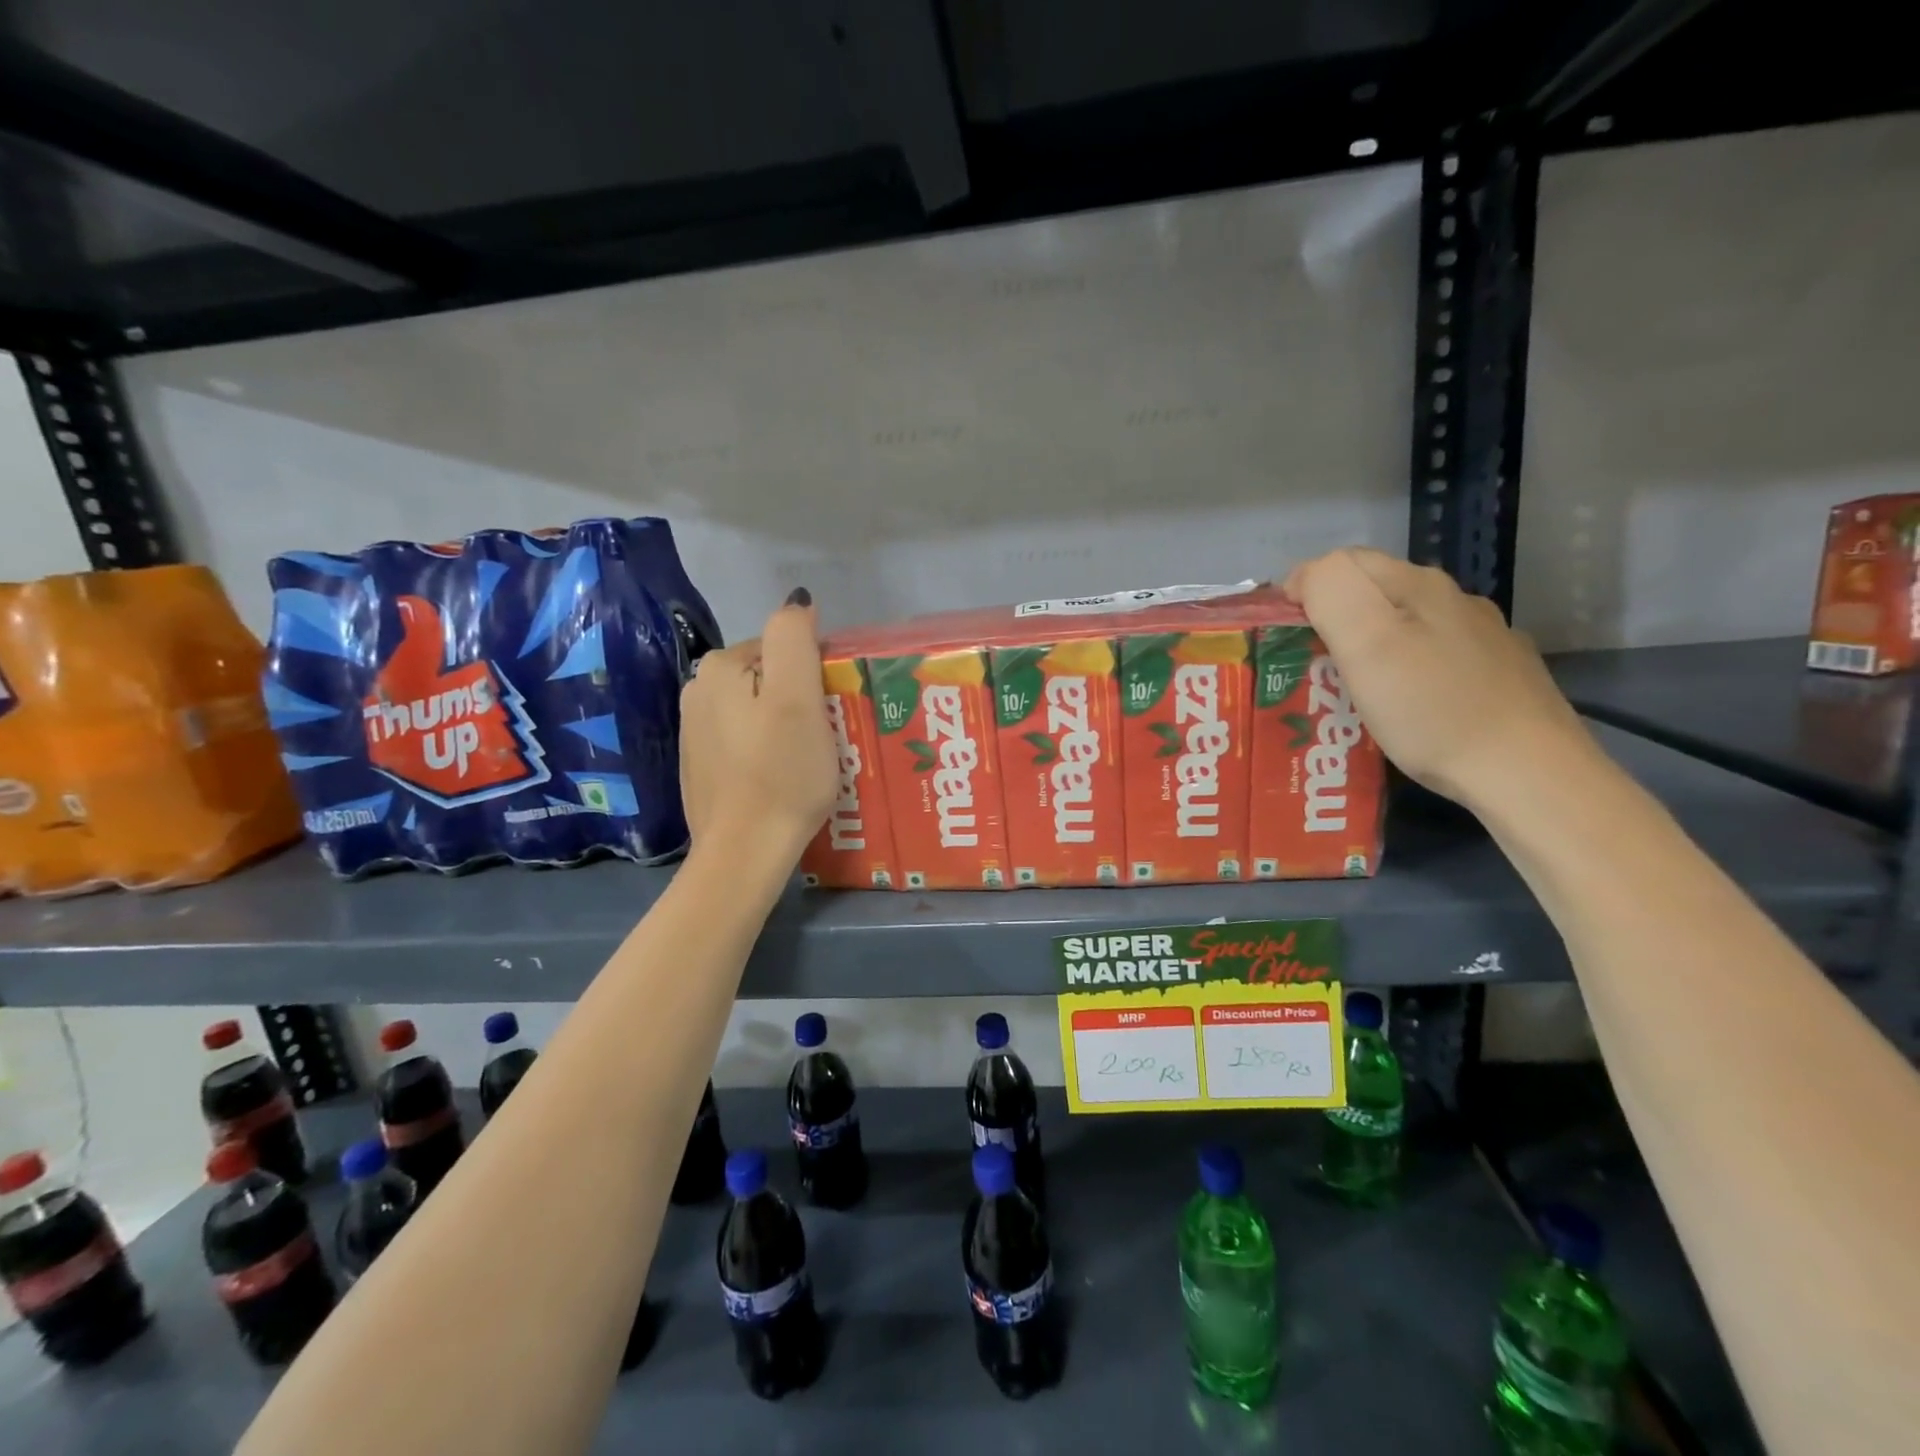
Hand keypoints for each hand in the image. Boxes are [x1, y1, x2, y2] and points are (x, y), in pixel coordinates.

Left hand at [677, 590, 837, 865]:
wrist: (744, 852)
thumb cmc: (781, 772)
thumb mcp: (798, 697)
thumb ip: (794, 639)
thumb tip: (798, 602)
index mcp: (719, 668)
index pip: (783, 648)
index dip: (815, 675)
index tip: (832, 711)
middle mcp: (697, 692)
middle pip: (770, 678)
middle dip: (801, 700)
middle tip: (827, 738)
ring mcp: (695, 732)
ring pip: (758, 711)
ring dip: (786, 726)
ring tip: (810, 762)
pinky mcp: (702, 766)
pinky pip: (746, 742)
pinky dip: (767, 751)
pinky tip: (782, 779)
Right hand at [1283, 549, 1594, 810]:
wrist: (1527, 772)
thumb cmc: (1431, 710)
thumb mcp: (1367, 644)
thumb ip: (1331, 592)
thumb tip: (1305, 577)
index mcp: (1416, 585)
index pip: (1340, 562)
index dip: (1304, 592)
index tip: (1287, 640)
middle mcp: (1452, 599)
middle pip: (1372, 591)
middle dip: (1332, 620)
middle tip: (1310, 670)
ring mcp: (1481, 636)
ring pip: (1404, 624)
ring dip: (1369, 647)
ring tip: (1350, 692)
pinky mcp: (1497, 673)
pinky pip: (1432, 656)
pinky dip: (1405, 671)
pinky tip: (1404, 705)